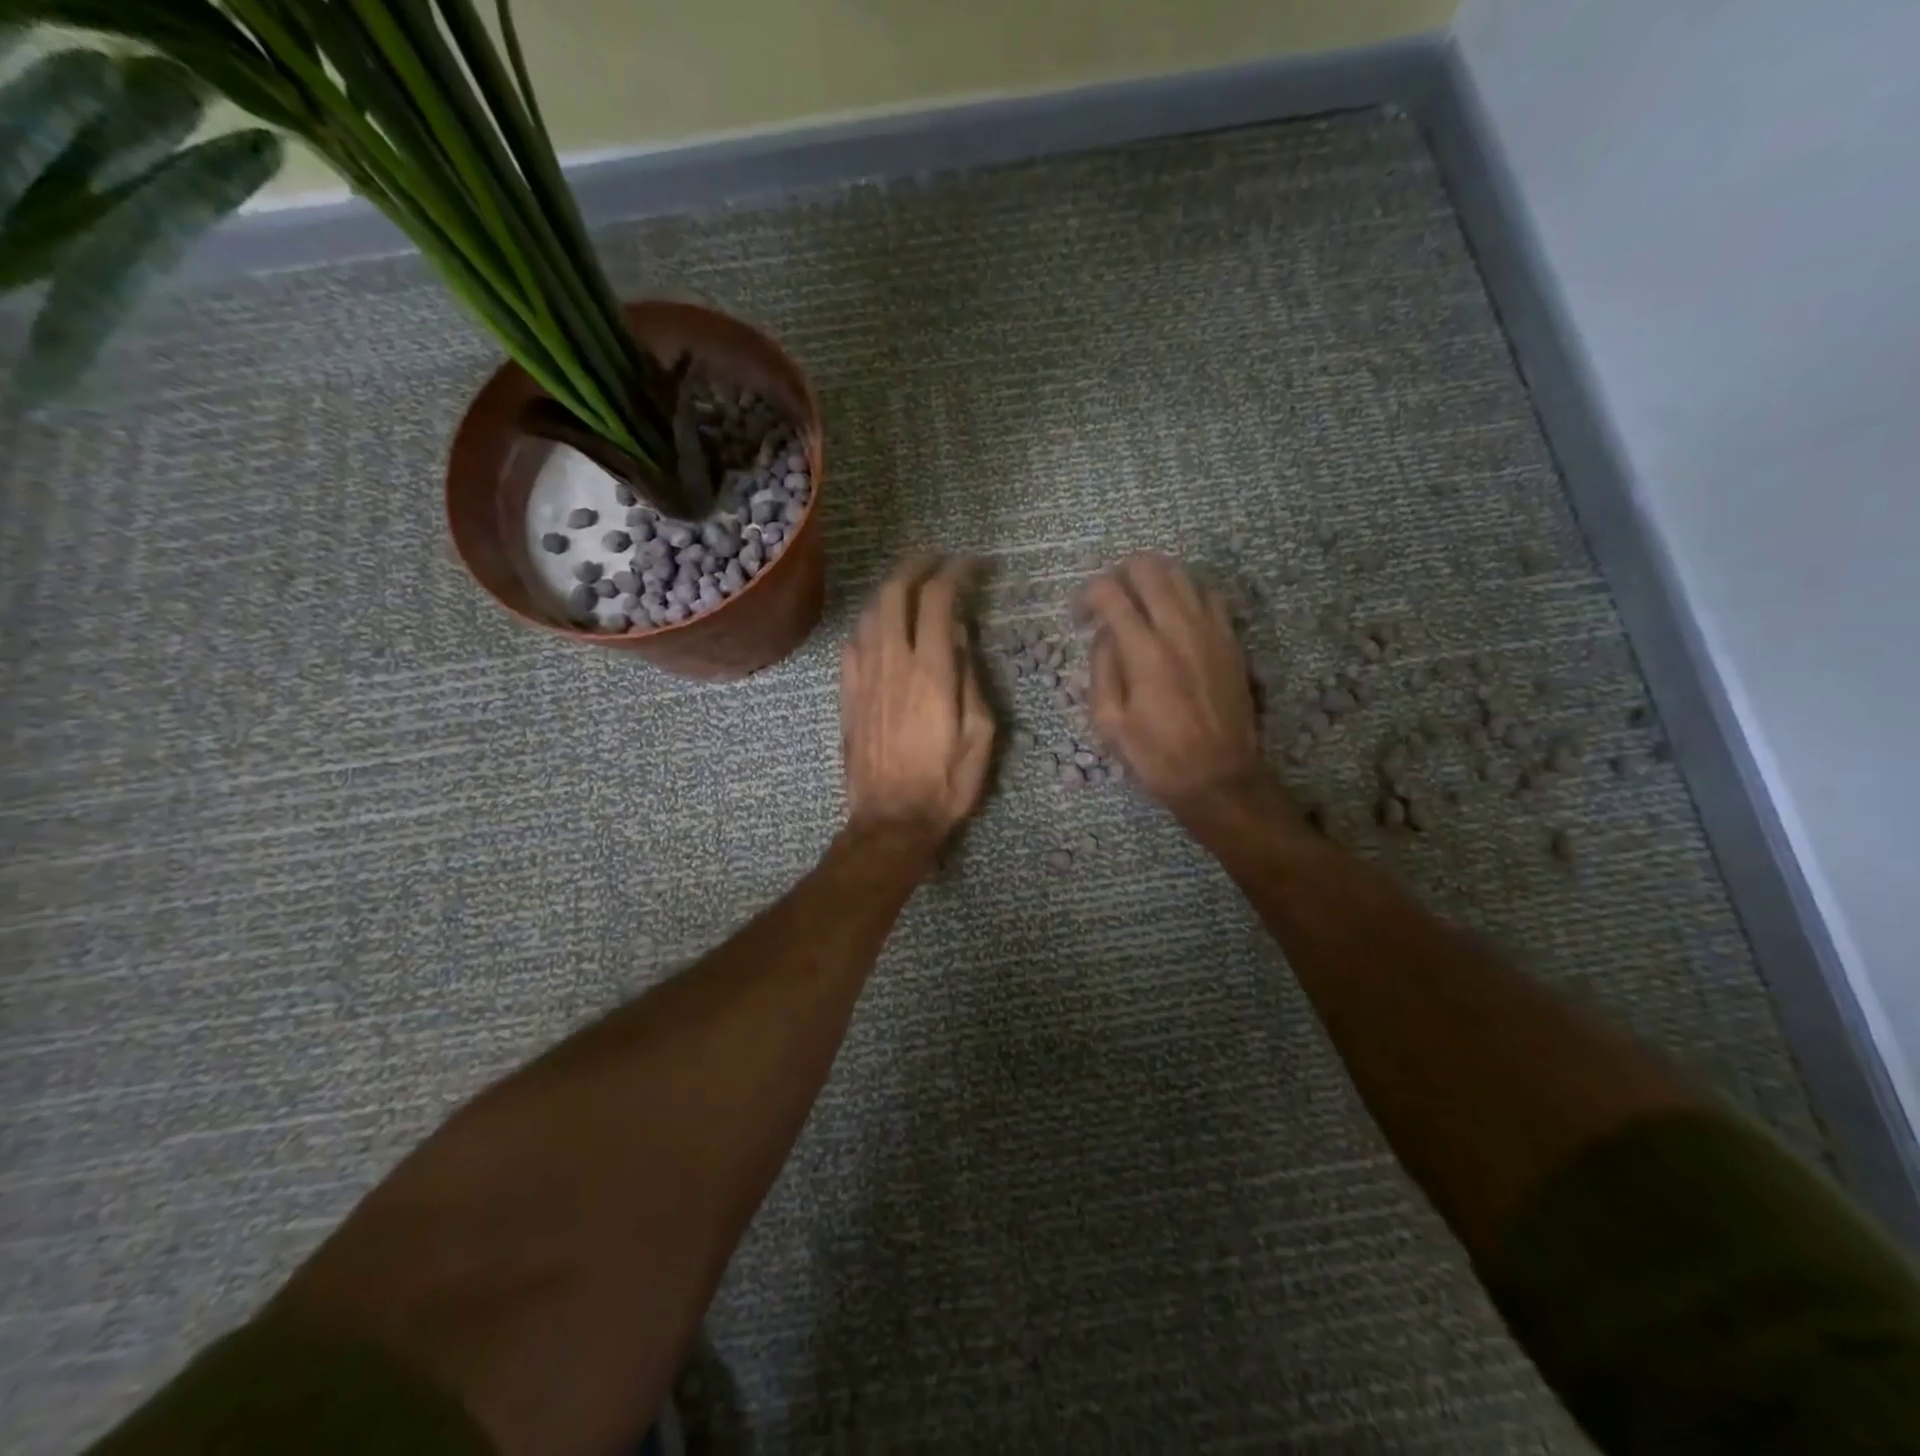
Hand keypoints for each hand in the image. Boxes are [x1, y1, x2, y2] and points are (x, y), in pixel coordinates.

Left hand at [840, 556, 995, 840]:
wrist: (892, 820)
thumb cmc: (947, 783)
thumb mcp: (981, 736)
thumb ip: (972, 681)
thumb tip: (960, 641)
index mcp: (931, 672)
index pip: (938, 600)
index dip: (956, 573)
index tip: (973, 566)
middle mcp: (892, 663)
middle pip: (894, 592)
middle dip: (916, 566)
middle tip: (937, 560)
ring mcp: (864, 677)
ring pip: (869, 613)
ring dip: (891, 589)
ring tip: (911, 586)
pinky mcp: (847, 695)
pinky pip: (852, 643)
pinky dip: (870, 623)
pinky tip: (881, 628)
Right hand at [1080, 553, 1273, 815]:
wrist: (1219, 776)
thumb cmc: (1156, 756)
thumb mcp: (1109, 722)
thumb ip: (1102, 668)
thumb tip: (1105, 635)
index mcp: (1144, 651)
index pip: (1109, 592)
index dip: (1086, 595)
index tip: (1079, 616)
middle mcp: (1179, 628)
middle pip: (1148, 567)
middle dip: (1119, 573)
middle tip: (1109, 599)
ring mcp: (1211, 630)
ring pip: (1182, 573)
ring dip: (1154, 578)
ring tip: (1140, 602)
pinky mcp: (1231, 640)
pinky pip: (1210, 595)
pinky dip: (1187, 593)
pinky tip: (1176, 614)